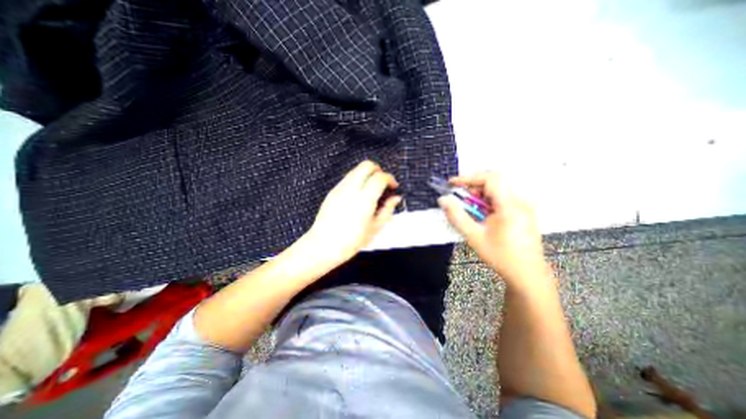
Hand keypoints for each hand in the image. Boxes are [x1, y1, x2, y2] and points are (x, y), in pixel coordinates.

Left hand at [306, 161, 401, 264]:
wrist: (323, 246)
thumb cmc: (351, 241)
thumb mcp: (374, 228)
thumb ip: (387, 210)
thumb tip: (396, 198)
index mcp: (364, 200)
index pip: (380, 177)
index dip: (389, 178)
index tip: (393, 186)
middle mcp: (351, 190)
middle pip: (366, 165)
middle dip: (378, 170)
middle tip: (382, 182)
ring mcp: (340, 189)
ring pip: (356, 170)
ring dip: (367, 174)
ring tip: (371, 189)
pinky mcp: (332, 192)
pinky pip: (347, 178)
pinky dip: (357, 180)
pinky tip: (359, 194)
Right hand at [438, 171, 551, 287]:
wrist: (527, 274)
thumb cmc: (500, 255)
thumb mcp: (474, 236)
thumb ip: (456, 216)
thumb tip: (443, 199)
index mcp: (509, 206)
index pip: (489, 179)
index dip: (468, 178)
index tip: (452, 184)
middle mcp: (520, 202)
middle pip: (494, 182)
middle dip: (474, 188)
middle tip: (462, 200)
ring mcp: (525, 207)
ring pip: (499, 190)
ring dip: (481, 195)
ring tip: (472, 210)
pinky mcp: (524, 212)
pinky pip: (504, 198)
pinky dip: (490, 202)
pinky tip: (485, 216)